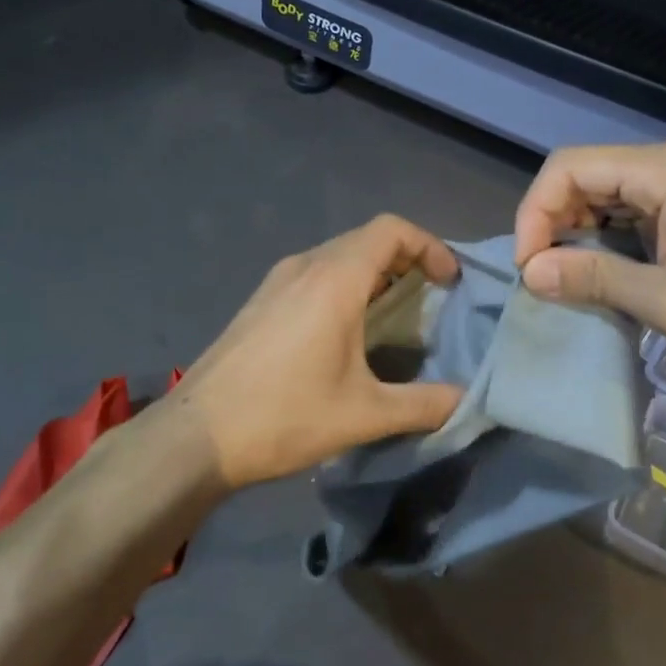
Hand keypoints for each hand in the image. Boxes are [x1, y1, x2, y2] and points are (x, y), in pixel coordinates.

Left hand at [172, 215, 465, 488]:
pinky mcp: (261, 299)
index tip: (449, 282)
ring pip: (339, 254)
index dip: (429, 246)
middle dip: (407, 259)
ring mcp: (277, 280)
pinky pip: (315, 272)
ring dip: (375, 271)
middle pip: (367, 238)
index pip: (392, 230)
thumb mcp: (364, 415)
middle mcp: (305, 265)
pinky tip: (348, 329)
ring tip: (397, 314)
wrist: (195, 435)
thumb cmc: (285, 416)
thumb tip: (470, 400)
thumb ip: (426, 404)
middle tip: (433, 298)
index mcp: (334, 278)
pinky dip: (346, 283)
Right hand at [513, 142, 665, 380]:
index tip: (529, 267)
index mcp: (665, 171)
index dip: (535, 212)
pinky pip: (633, 217)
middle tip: (542, 278)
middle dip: (552, 224)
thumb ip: (594, 280)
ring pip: (606, 198)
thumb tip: (529, 273)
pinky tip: (602, 277)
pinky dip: (607, 244)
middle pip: (584, 178)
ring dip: (577, 235)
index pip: (569, 168)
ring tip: (565, 282)